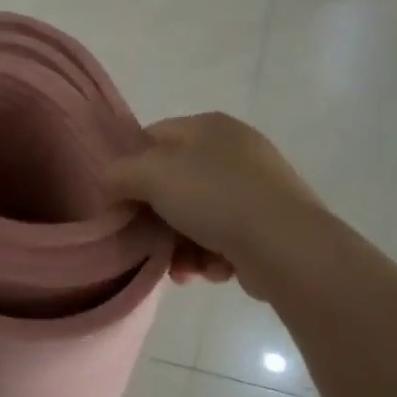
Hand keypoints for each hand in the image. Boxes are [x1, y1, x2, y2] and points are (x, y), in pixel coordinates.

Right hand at [104, 113, 331, 298]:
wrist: (286, 245)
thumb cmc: (214, 198)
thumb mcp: (151, 175)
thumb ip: (118, 174)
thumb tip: (109, 183)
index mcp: (208, 126)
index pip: (152, 138)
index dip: (130, 168)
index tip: (120, 201)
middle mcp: (234, 150)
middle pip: (174, 184)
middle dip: (156, 219)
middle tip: (147, 242)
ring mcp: (257, 187)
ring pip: (196, 216)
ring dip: (180, 246)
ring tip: (181, 270)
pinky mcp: (270, 223)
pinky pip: (224, 236)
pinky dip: (210, 255)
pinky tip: (209, 271)